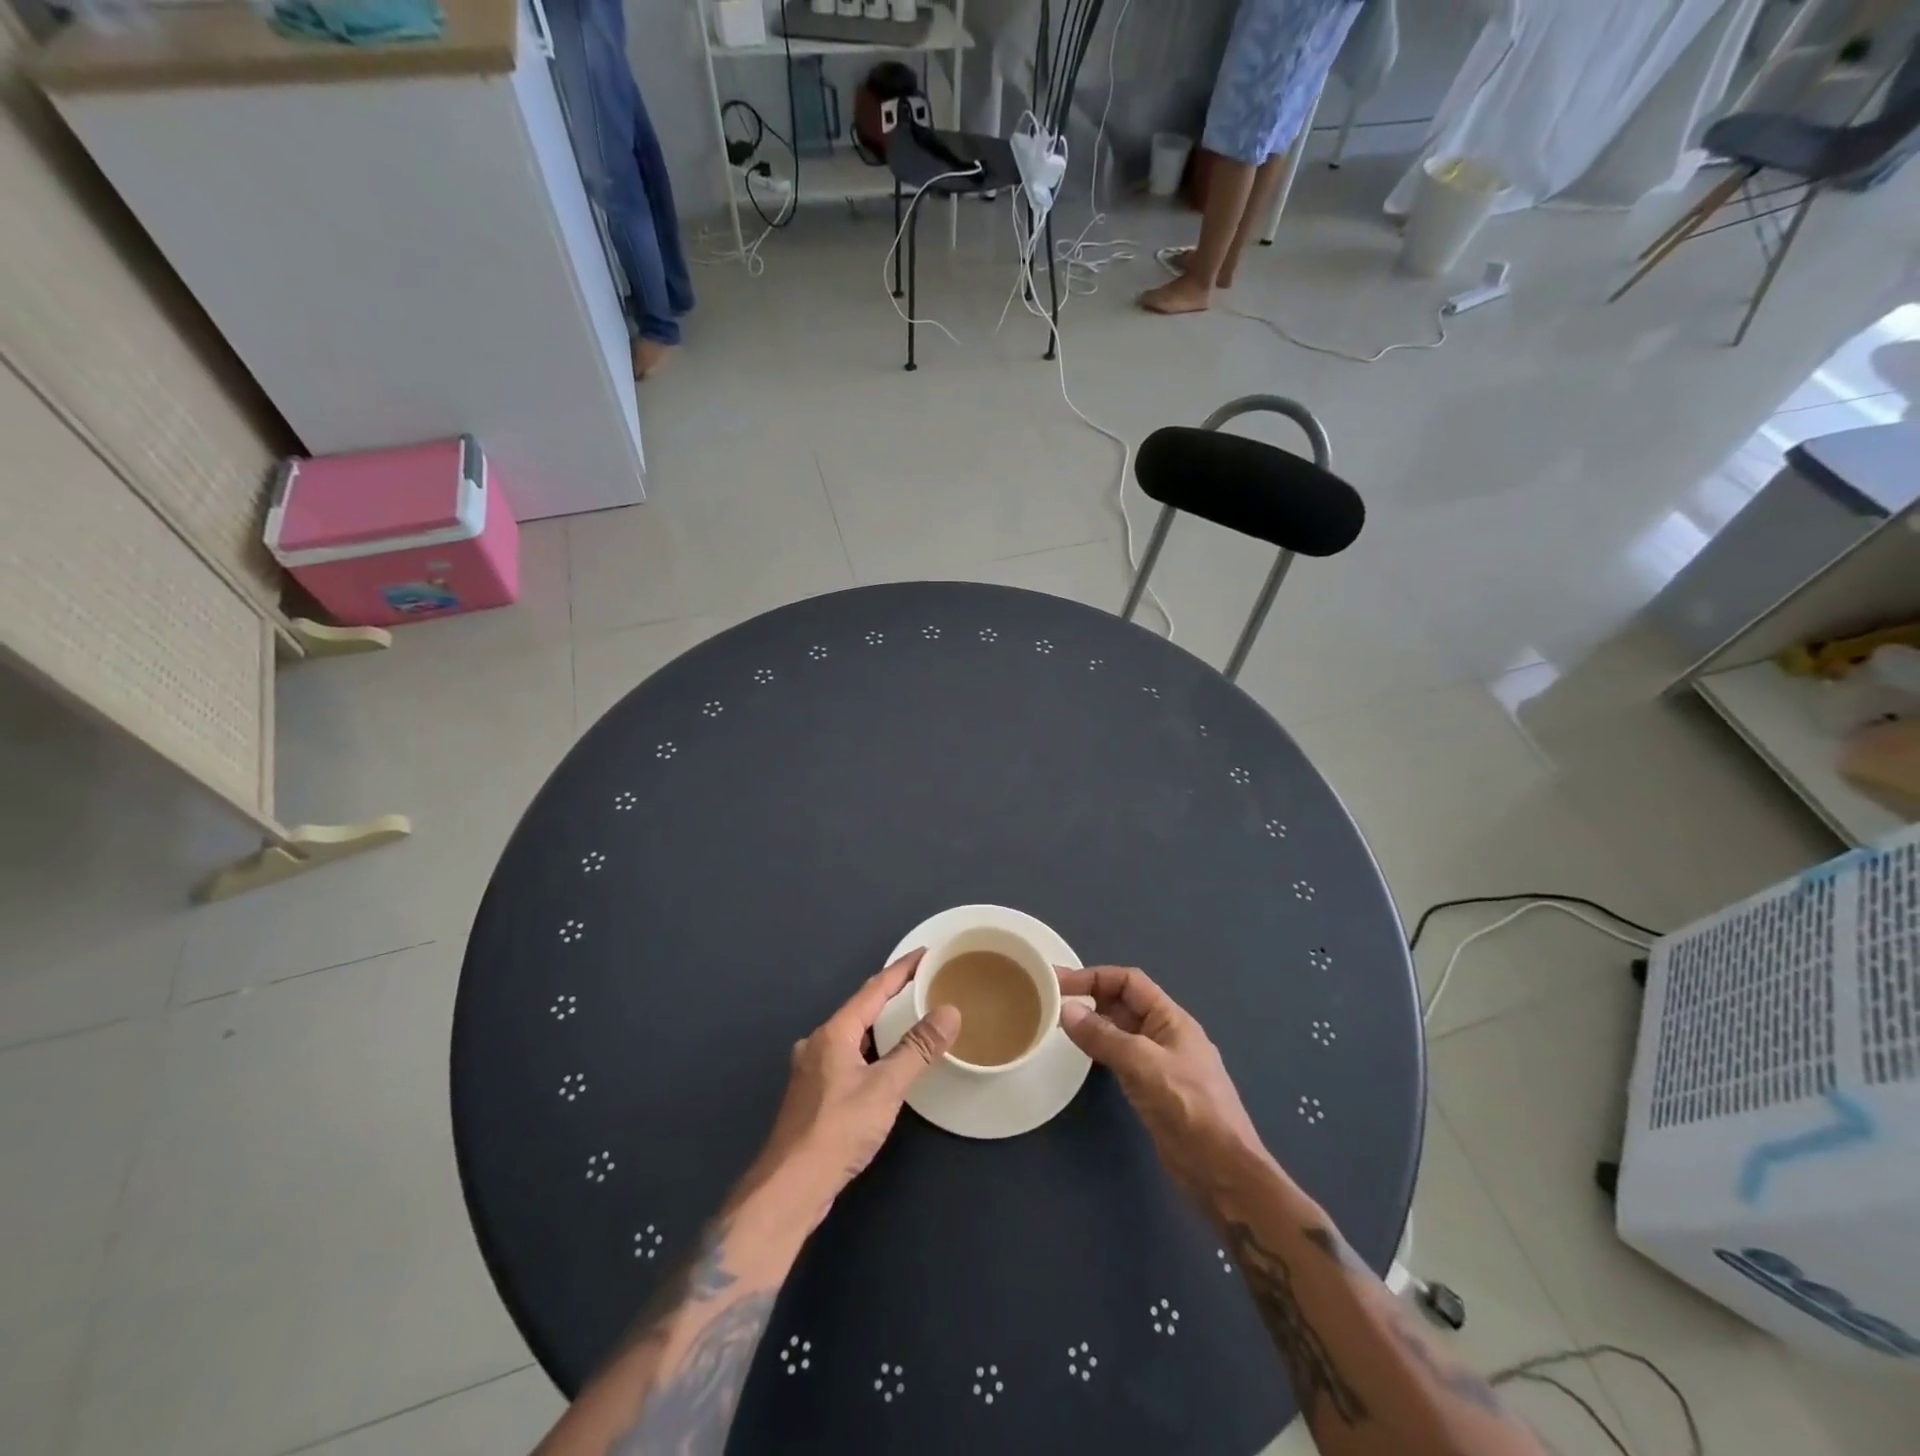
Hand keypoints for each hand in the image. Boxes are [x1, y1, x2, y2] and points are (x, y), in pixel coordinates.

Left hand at [745, 949, 958, 1217]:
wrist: (789, 1187)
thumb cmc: (837, 1130)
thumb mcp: (886, 1088)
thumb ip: (917, 1049)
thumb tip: (949, 1011)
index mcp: (835, 1032)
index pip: (874, 988)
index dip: (902, 969)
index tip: (926, 953)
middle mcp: (819, 1043)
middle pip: (861, 1008)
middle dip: (892, 994)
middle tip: (924, 985)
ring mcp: (812, 1069)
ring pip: (853, 1035)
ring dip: (880, 1024)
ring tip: (910, 1018)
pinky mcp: (813, 1095)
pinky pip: (848, 1056)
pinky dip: (870, 1049)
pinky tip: (883, 1063)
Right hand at [1057, 966, 1266, 1195]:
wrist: (1223, 1172)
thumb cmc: (1189, 1109)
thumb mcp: (1144, 1065)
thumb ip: (1104, 1036)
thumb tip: (1066, 1010)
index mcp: (1171, 1019)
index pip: (1129, 982)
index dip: (1094, 976)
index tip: (1059, 983)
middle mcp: (1166, 1035)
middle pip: (1124, 1003)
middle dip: (1091, 997)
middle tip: (1051, 1002)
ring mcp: (1160, 1063)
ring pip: (1122, 1031)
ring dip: (1094, 1023)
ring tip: (1059, 1025)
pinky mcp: (1154, 1089)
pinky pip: (1122, 1057)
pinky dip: (1101, 1049)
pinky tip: (1083, 1056)